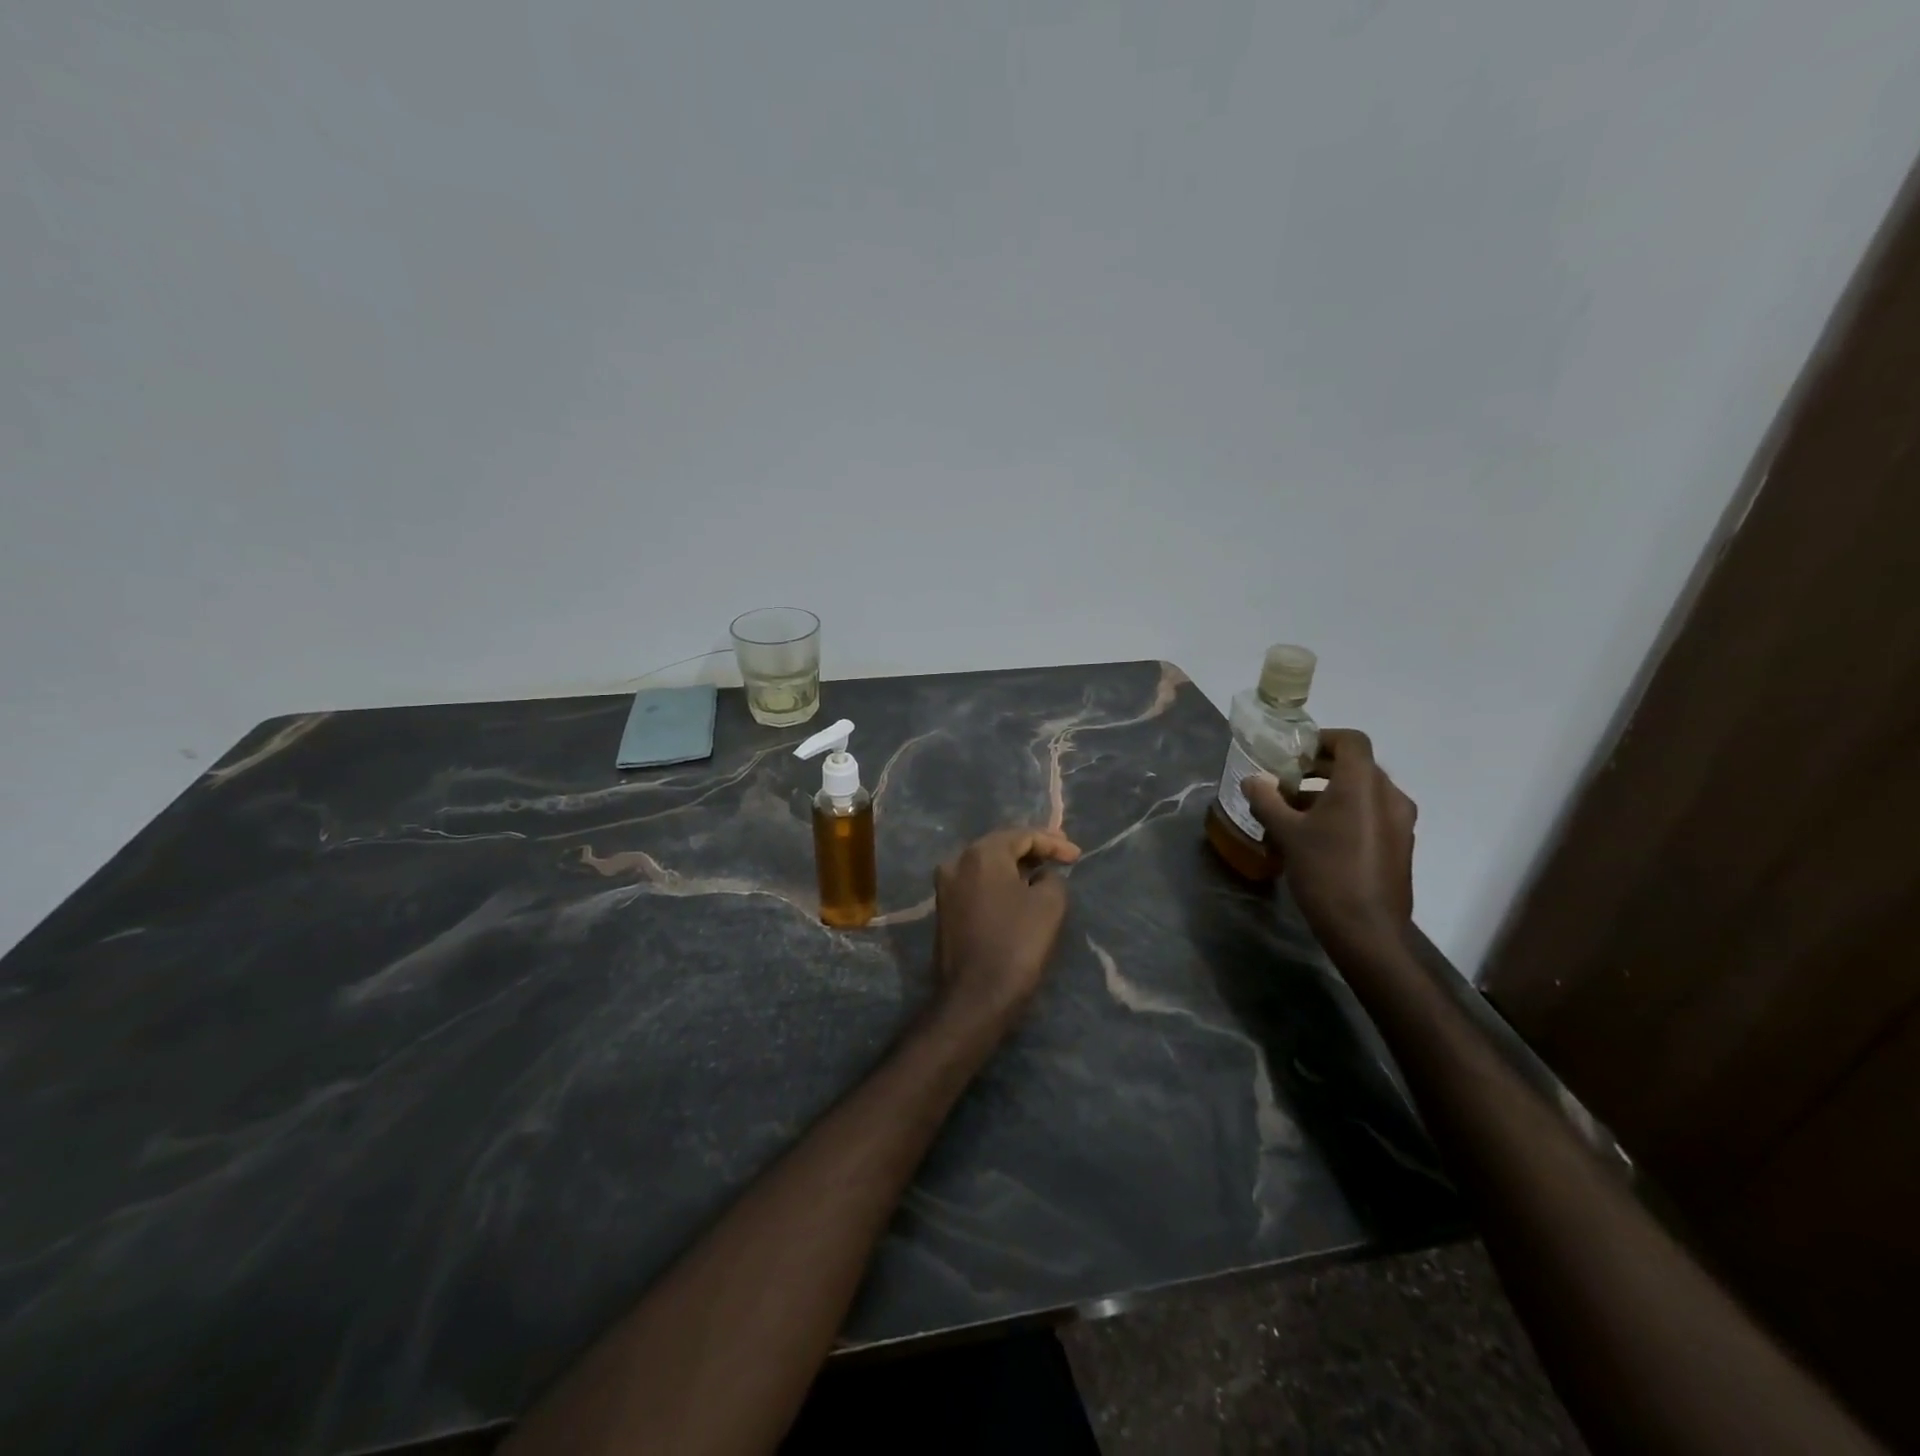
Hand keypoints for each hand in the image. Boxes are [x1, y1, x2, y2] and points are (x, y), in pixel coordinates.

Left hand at [930, 827, 1081, 1035]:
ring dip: (1015, 865)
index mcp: (980, 854)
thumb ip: (1051, 878)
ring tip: (1043, 871)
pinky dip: (1000, 882)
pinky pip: (977, 883)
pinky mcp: (945, 909)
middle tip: (1061, 855)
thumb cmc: (1016, 944)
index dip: (1053, 843)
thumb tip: (1041, 876)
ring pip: (987, 864)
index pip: (1022, 836)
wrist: (975, 997)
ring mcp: (946, 886)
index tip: (1077, 856)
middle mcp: (956, 862)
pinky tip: (1019, 890)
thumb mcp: (1050, 905)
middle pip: (1001, 845)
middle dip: (1032, 849)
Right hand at [1243, 729, 1415, 953]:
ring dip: (1332, 793)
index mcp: (1363, 784)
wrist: (1366, 929)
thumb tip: (1252, 780)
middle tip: (1288, 781)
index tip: (1294, 754)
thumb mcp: (1286, 833)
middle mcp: (1390, 796)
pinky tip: (1319, 837)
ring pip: (1365, 792)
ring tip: (1297, 812)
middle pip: (1357, 766)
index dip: (1322, 739)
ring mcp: (1400, 822)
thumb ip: (1267, 800)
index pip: (1351, 741)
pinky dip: (1347, 814)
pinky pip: (1373, 815)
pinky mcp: (1400, 846)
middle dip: (1321, 769)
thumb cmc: (1325, 871)